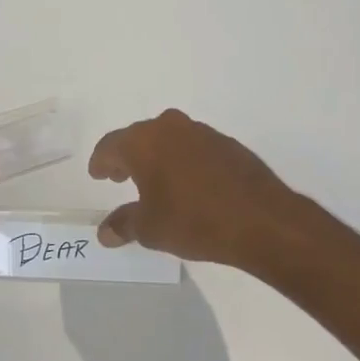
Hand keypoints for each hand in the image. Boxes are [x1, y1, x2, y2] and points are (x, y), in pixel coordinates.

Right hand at [89, 109, 309, 268]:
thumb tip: (105, 232)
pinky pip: (193, 147)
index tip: (97, 174)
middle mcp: (169, 127)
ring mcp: (201, 132)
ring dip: (157, 156)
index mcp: (143, 142)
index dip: (101, 162)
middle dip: (127, 156)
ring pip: (168, 139)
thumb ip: (124, 225)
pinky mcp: (227, 144)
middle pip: (139, 137)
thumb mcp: (150, 229)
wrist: (261, 219)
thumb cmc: (194, 221)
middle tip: (120, 176)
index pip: (110, 146)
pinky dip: (184, 161)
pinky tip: (189, 184)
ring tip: (155, 181)